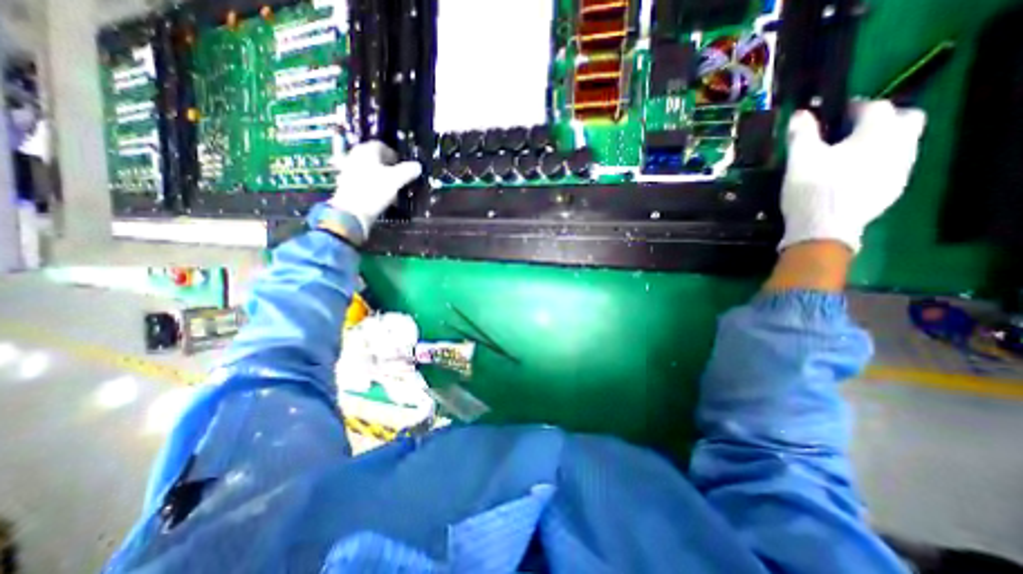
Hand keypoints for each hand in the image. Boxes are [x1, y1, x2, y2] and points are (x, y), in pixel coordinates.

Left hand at [330, 139, 420, 236]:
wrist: (351, 212)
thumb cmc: (374, 190)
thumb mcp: (396, 180)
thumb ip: (408, 171)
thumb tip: (418, 166)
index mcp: (366, 151)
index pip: (381, 145)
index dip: (393, 154)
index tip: (402, 165)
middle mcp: (355, 156)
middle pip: (373, 158)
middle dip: (387, 166)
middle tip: (398, 176)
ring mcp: (348, 170)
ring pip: (368, 170)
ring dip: (380, 176)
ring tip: (390, 188)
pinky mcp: (346, 185)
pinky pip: (362, 181)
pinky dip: (372, 186)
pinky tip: (379, 196)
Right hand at [784, 101, 927, 253]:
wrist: (824, 229)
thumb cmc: (812, 190)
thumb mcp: (799, 160)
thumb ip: (801, 133)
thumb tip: (800, 113)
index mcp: (877, 133)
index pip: (874, 107)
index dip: (853, 107)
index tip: (833, 116)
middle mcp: (900, 145)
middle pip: (906, 118)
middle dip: (883, 119)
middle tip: (852, 132)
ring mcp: (901, 169)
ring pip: (903, 143)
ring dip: (882, 142)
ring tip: (850, 156)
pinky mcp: (894, 189)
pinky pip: (894, 166)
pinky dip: (879, 163)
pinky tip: (855, 176)